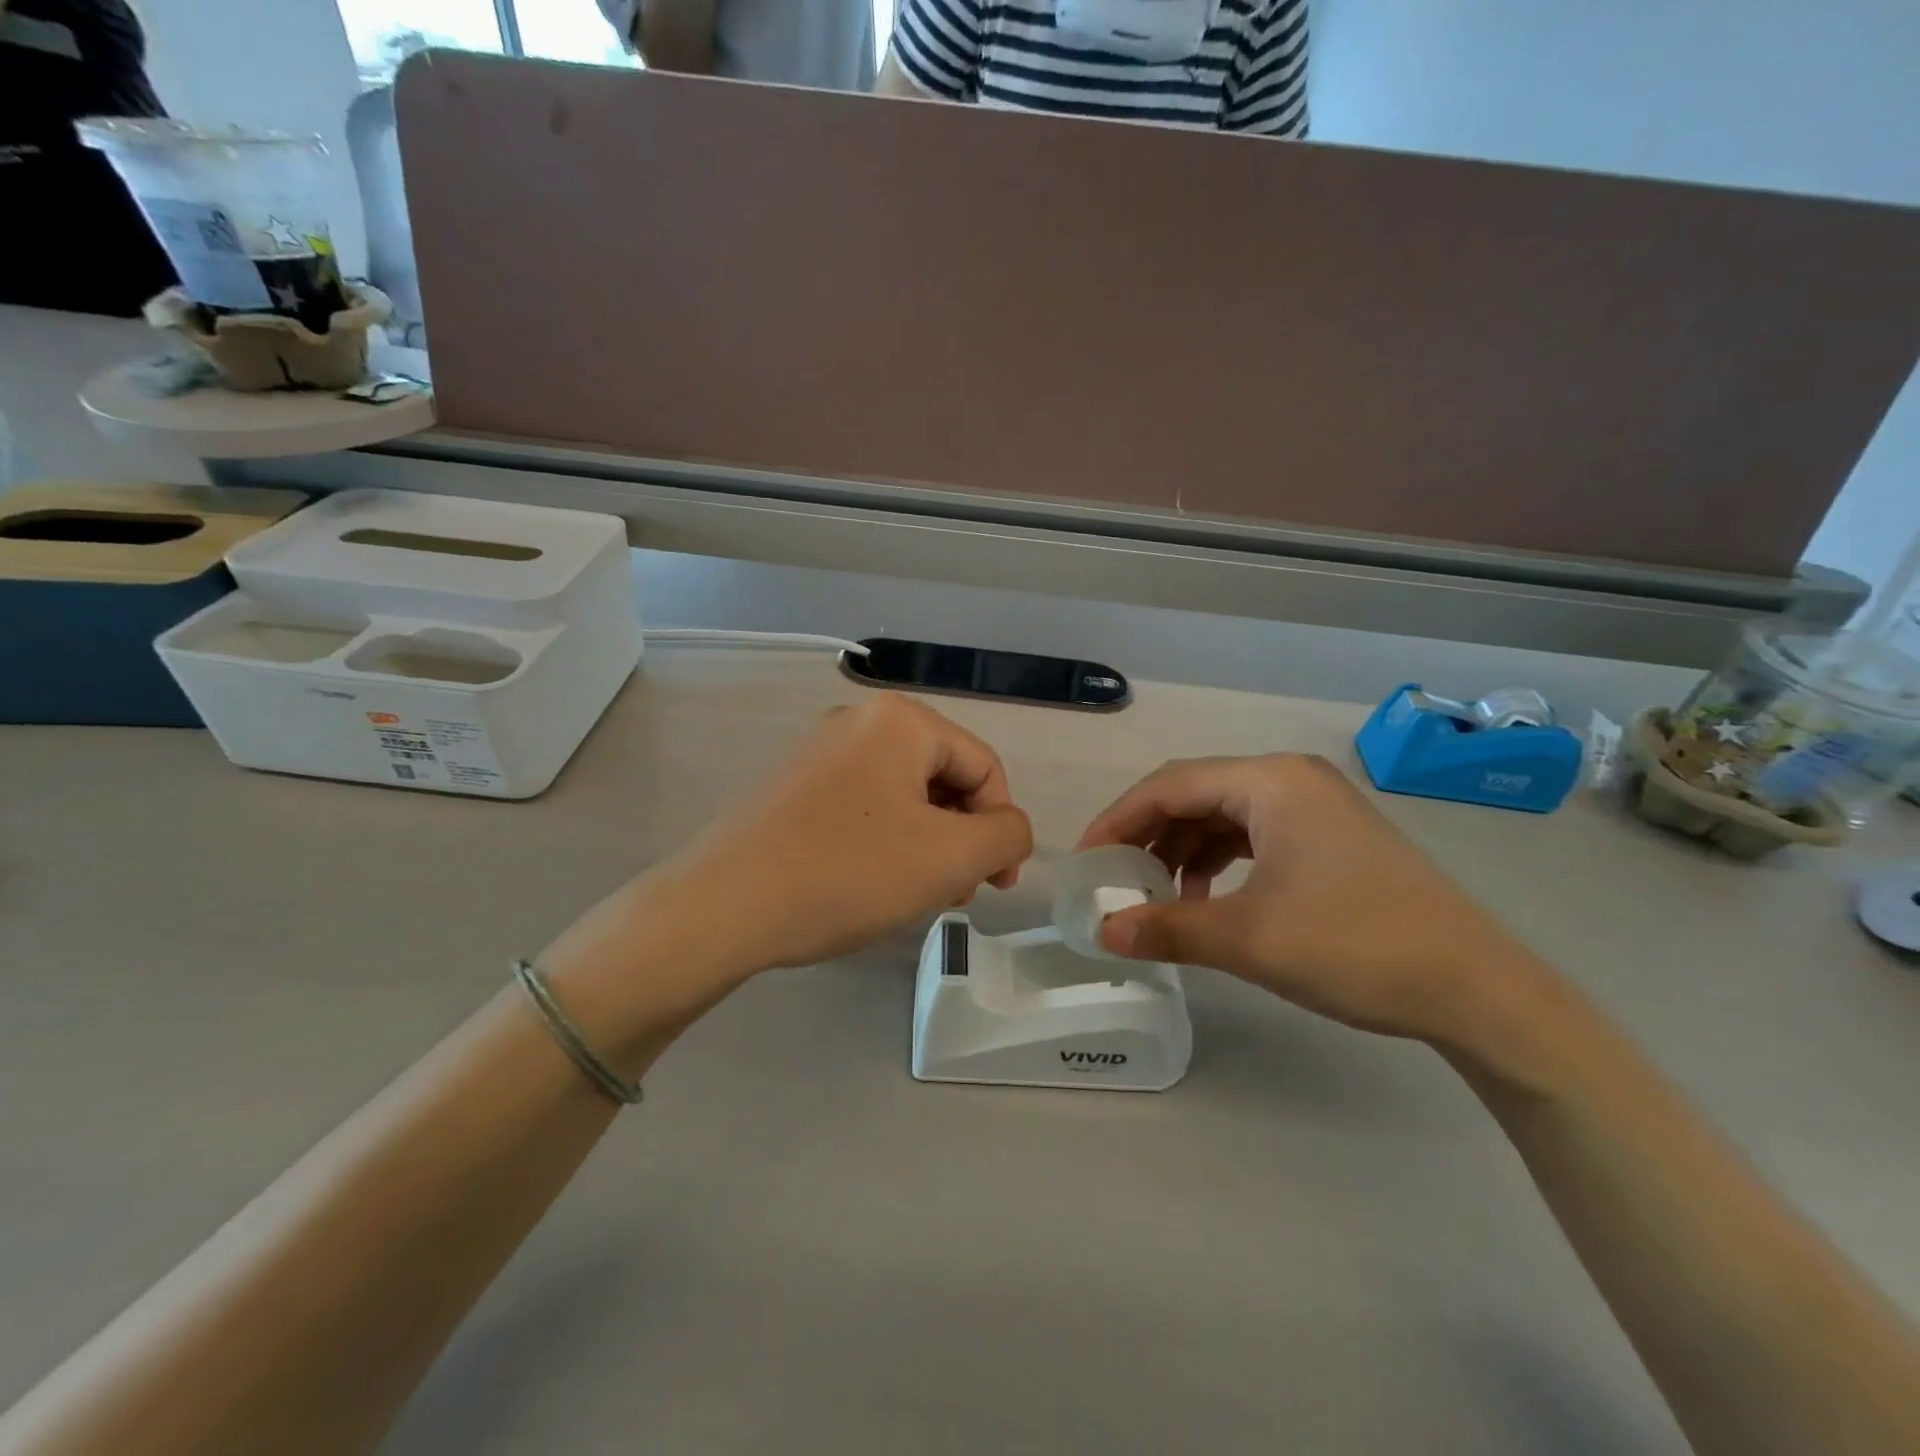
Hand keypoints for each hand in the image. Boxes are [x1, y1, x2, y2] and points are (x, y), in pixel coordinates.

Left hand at [667, 692, 1032, 969]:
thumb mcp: (949, 858)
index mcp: (901, 721)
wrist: (722, 907)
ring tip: (915, 896)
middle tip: (954, 894)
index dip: (1002, 828)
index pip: (985, 767)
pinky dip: (884, 843)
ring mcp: (818, 752)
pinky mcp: (792, 787)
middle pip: (942, 778)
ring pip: (903, 797)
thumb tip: (1009, 831)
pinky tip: (870, 885)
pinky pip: (862, 807)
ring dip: (926, 845)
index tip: (996, 886)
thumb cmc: (848, 873)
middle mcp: (858, 721)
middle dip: (961, 838)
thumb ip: (1007, 836)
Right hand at [1075, 754, 1549, 1048]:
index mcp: (1270, 782)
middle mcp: (1289, 779)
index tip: (1086, 862)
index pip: (1169, 785)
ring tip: (1155, 896)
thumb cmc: (1356, 947)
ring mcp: (1313, 806)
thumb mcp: (1249, 940)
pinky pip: (1252, 835)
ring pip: (1222, 816)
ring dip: (1180, 851)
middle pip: (1194, 794)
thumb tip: (1102, 933)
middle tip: (1112, 878)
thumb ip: (1167, 929)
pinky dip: (1217, 862)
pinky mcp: (1328, 837)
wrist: (1477, 990)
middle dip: (1146, 835)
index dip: (1118, 820)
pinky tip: (1205, 899)